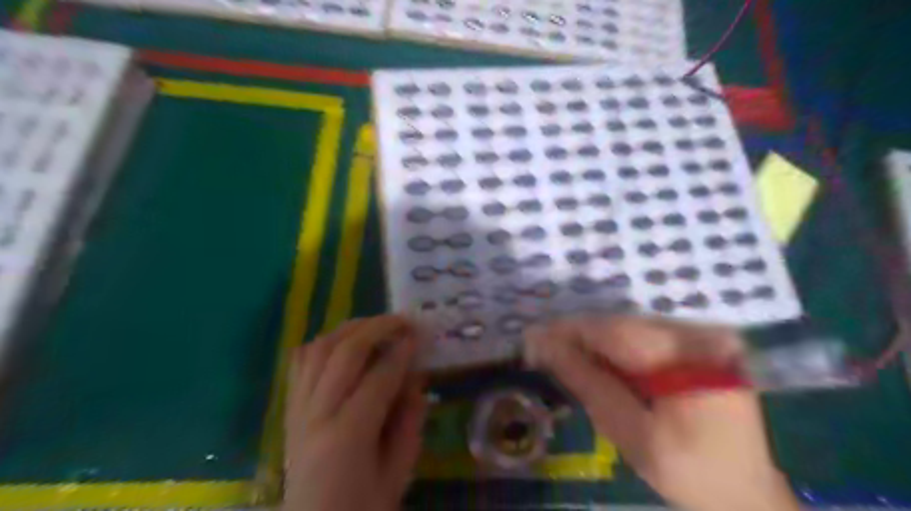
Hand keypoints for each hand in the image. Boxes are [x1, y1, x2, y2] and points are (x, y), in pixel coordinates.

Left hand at [284, 315, 426, 509]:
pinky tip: (342, 342)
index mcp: (347, 437)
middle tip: (403, 321)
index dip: (402, 353)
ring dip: (350, 329)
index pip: (379, 378)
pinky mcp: (289, 409)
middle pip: (345, 353)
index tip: (419, 336)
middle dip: (378, 328)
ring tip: (376, 325)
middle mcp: (316, 415)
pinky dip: (323, 343)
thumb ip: (410, 423)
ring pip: (319, 349)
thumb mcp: (398, 474)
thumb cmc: (361, 510)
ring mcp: (297, 410)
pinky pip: (301, 363)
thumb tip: (416, 381)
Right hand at [527, 315, 799, 510]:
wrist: (745, 492)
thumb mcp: (632, 435)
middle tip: (542, 351)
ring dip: (595, 343)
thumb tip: (544, 346)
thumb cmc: (690, 472)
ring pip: (629, 329)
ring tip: (565, 358)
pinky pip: (643, 338)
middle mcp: (701, 335)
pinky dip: (616, 350)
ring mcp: (703, 337)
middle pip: (622, 326)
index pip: (616, 332)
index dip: (570, 332)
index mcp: (692, 359)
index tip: (533, 338)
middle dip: (579, 338)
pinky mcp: (699, 344)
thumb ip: (588, 384)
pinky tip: (598, 365)